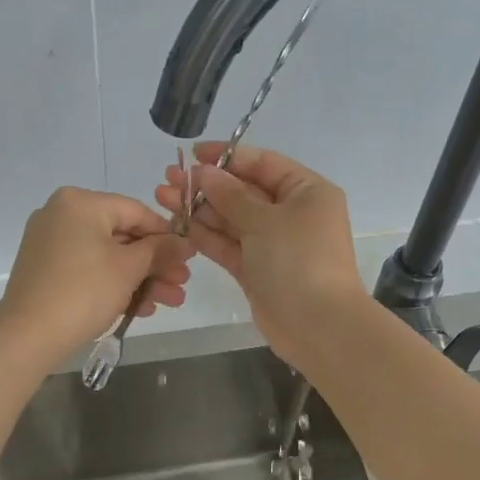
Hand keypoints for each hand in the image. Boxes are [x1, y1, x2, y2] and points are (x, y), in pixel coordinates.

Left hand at [0, 187, 191, 361]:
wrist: (27, 335)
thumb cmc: (83, 291)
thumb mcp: (129, 269)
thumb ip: (160, 250)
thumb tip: (185, 242)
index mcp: (80, 202)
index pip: (136, 211)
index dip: (167, 235)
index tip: (189, 258)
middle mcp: (62, 214)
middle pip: (122, 236)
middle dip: (155, 264)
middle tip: (181, 285)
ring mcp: (50, 243)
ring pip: (107, 256)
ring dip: (140, 279)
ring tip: (169, 302)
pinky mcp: (46, 270)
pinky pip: (88, 269)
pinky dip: (113, 284)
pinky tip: (140, 309)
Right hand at [156, 143, 363, 363]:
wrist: (317, 325)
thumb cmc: (298, 260)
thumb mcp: (264, 220)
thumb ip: (231, 195)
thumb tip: (205, 172)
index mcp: (306, 191)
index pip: (263, 163)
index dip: (227, 156)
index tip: (192, 154)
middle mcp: (292, 213)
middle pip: (244, 191)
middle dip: (207, 185)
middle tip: (168, 178)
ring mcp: (274, 244)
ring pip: (232, 220)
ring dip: (200, 209)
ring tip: (163, 197)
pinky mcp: (257, 270)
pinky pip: (229, 245)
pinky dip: (206, 236)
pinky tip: (177, 224)